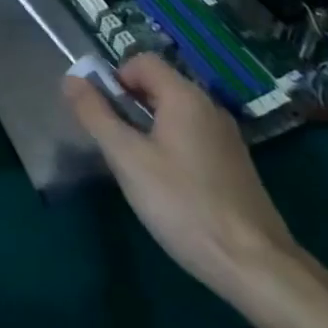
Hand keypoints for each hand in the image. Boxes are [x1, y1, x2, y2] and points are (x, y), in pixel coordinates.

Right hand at [64, 53, 299, 297]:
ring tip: (139, 168)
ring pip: (176, 114)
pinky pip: (194, 137)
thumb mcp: (128, 159)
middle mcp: (209, 106)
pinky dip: (173, 147)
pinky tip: (170, 187)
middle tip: (116, 144)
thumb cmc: (183, 204)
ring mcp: (227, 136)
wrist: (256, 266)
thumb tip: (71, 79)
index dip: (115, 78)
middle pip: (159, 86)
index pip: (141, 61)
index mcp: (184, 96)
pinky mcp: (236, 165)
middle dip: (130, 105)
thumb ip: (96, 115)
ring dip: (150, 128)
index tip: (103, 114)